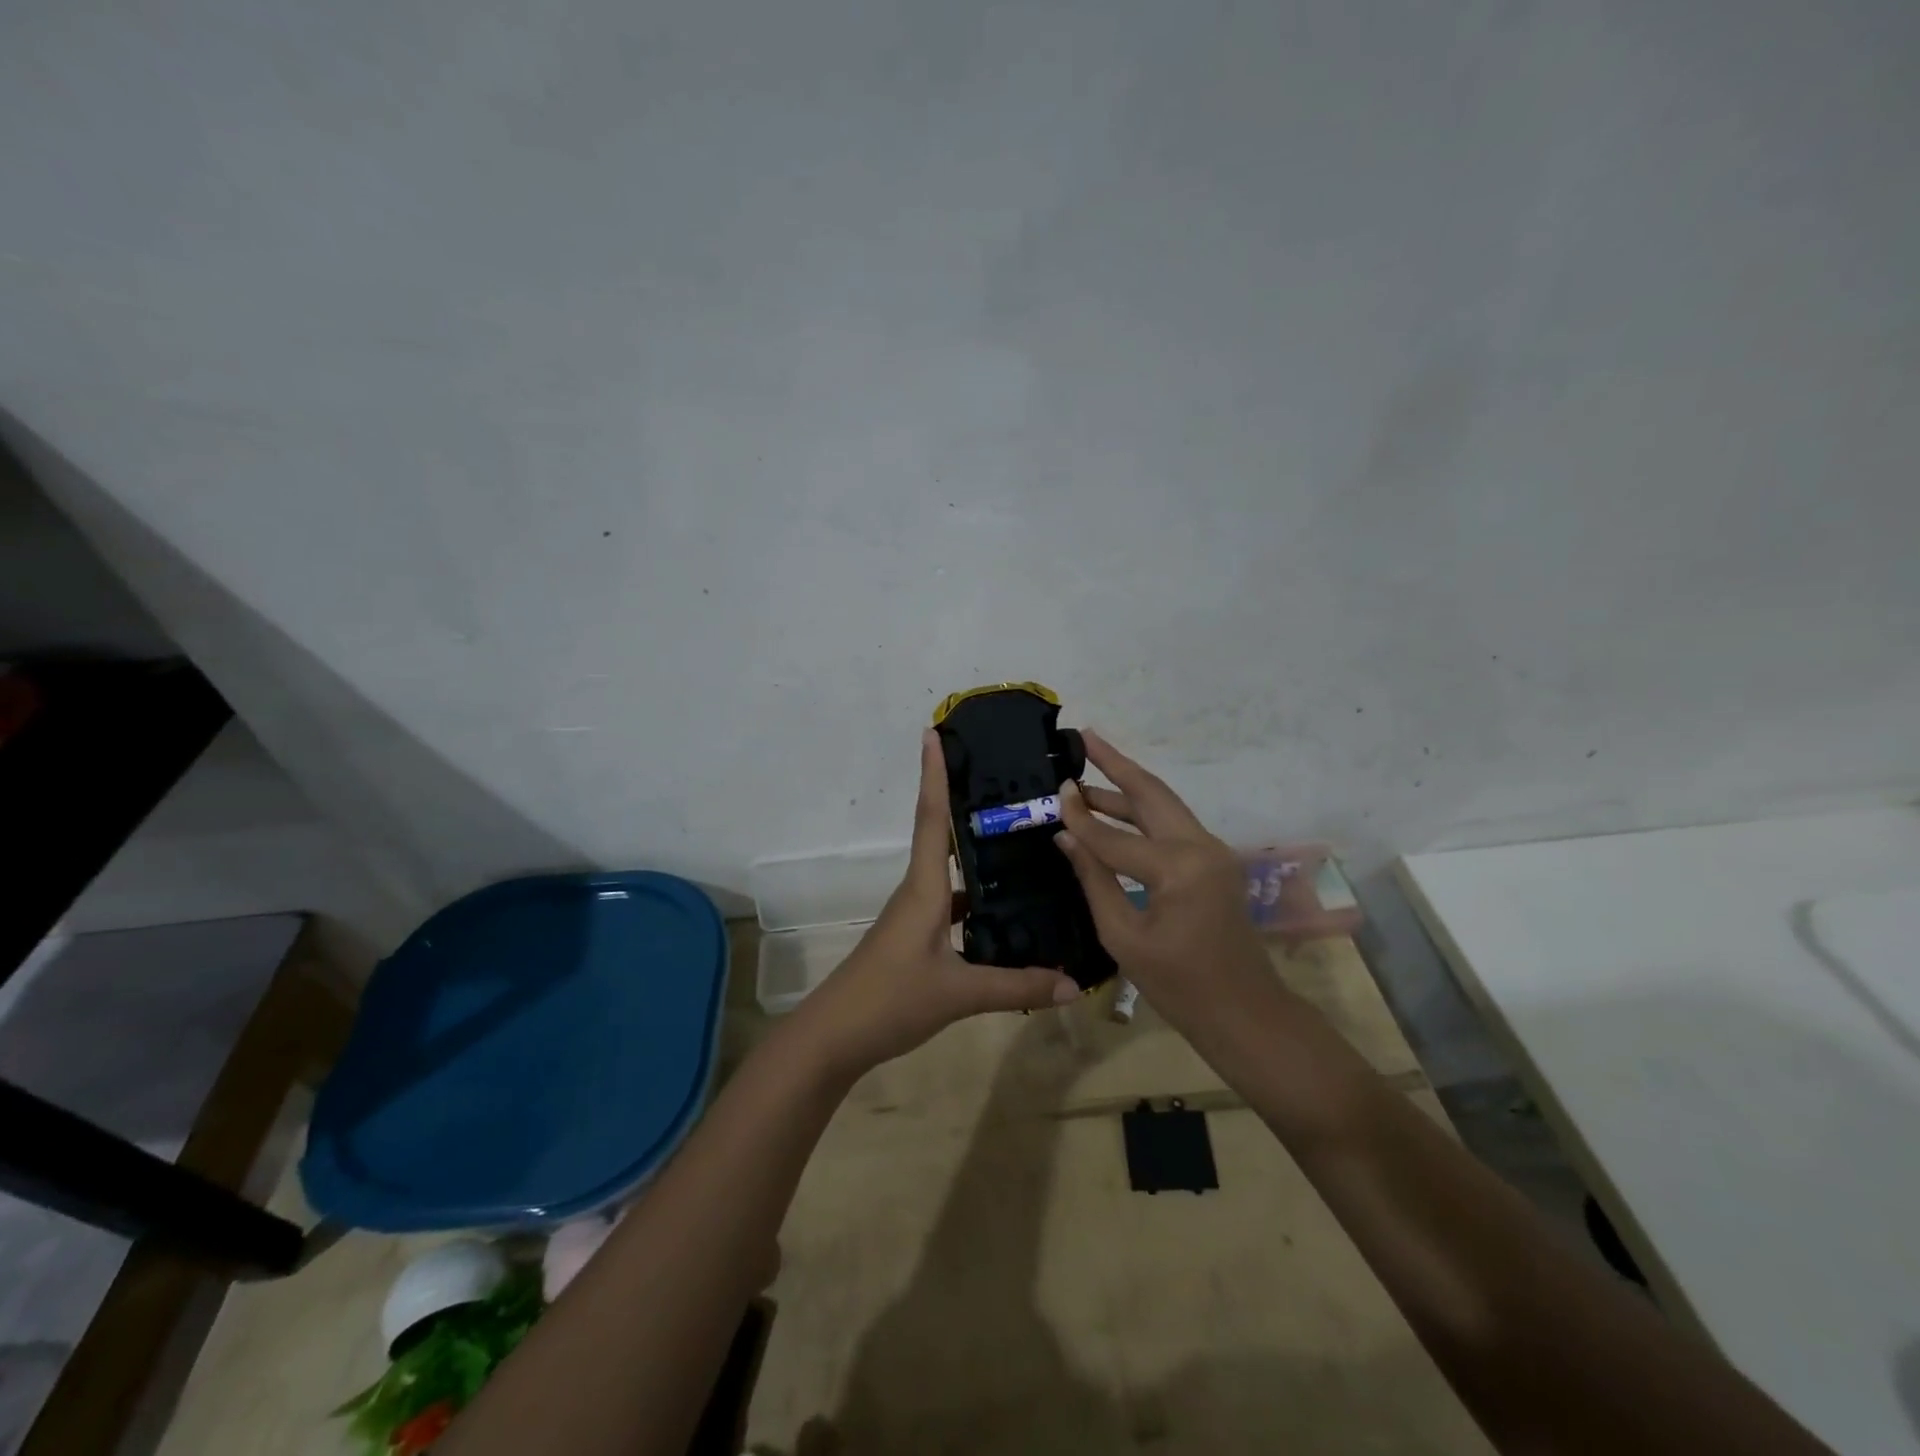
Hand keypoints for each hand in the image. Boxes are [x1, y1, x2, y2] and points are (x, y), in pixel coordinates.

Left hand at [792, 730, 1079, 1079]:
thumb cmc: (890, 1000)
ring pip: (952, 871)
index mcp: (924, 888)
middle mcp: (920, 891)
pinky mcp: (919, 937)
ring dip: (978, 850)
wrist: (835, 1038)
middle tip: (1005, 775)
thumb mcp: (959, 994)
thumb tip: (1075, 984)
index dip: (934, 773)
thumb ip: (1017, 986)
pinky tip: (1010, 908)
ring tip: (1022, 835)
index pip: (931, 817)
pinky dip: (979, 897)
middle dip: (964, 799)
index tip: (934, 732)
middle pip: (942, 833)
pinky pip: (954, 903)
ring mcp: (917, 914)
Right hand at [1052, 731, 1268, 1024]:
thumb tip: (1066, 835)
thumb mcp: (1123, 936)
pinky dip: (1143, 813)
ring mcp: (1213, 852)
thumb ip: (1094, 878)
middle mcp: (1201, 847)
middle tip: (1085, 738)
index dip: (1080, 816)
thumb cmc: (1179, 987)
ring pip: (1164, 806)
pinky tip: (1115, 810)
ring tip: (1088, 773)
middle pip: (1152, 794)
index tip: (1053, 790)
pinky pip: (1173, 826)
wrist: (1245, 1014)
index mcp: (1179, 868)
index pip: (1115, 835)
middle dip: (1117, 764)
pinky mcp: (1215, 862)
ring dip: (1128, 788)